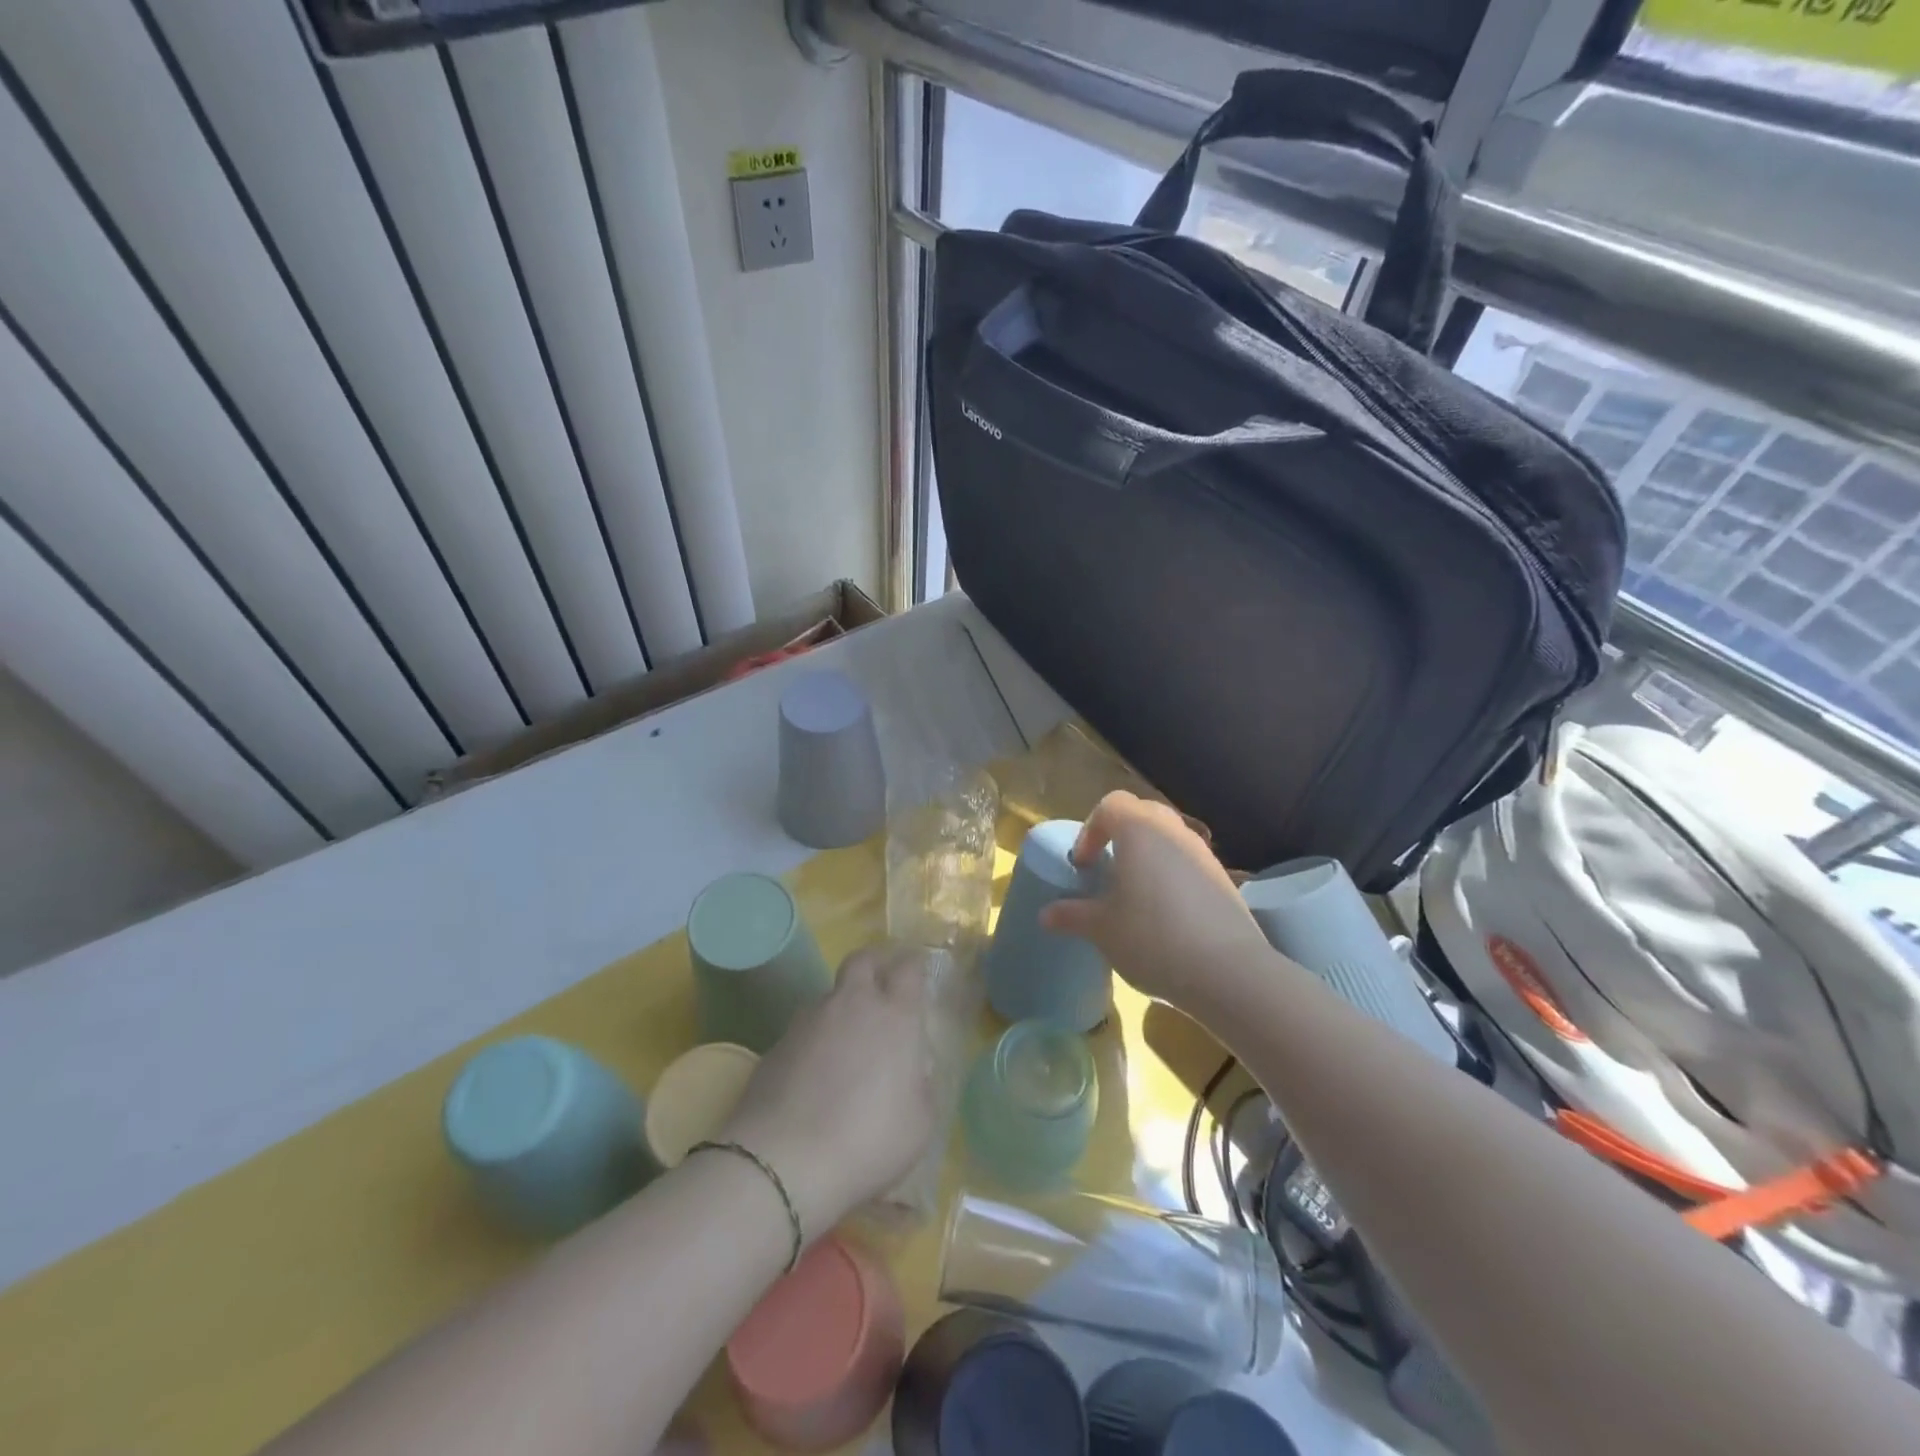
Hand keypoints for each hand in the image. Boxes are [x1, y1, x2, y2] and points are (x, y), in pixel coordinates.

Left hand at [718, 944, 935, 1241]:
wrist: (783, 1162)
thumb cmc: (868, 1140)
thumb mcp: (919, 1123)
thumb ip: (920, 1085)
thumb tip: (912, 1070)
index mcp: (895, 1016)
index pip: (908, 968)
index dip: (914, 965)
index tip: (918, 972)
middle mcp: (852, 1004)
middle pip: (862, 960)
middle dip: (875, 963)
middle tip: (882, 982)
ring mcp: (809, 1020)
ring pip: (830, 996)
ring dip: (842, 1008)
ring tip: (846, 1044)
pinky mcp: (776, 1044)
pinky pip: (804, 1030)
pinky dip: (815, 1041)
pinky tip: (815, 1076)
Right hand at [1040, 791, 1272, 1012]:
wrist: (1228, 972)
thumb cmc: (1152, 937)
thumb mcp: (1101, 929)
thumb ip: (1072, 915)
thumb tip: (1046, 914)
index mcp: (1140, 830)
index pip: (1110, 805)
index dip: (1090, 830)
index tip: (1084, 865)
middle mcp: (1174, 831)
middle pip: (1143, 815)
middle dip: (1120, 837)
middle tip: (1108, 871)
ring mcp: (1204, 854)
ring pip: (1169, 840)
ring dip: (1148, 858)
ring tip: (1135, 897)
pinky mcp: (1225, 881)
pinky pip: (1189, 865)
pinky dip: (1172, 879)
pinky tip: (1167, 918)